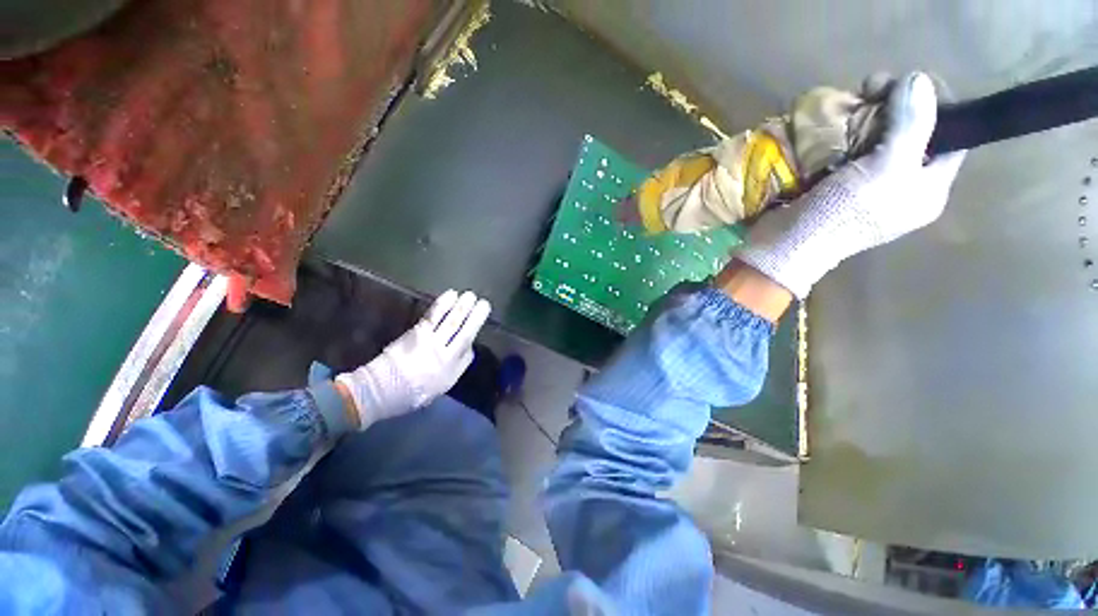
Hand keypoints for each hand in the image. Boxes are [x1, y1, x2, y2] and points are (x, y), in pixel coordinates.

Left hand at [335, 290, 490, 428]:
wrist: (381, 390)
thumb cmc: (414, 392)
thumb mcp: (443, 385)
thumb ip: (458, 366)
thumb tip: (468, 347)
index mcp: (451, 367)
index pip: (468, 343)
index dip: (476, 325)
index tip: (482, 312)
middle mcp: (443, 352)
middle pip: (463, 329)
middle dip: (474, 314)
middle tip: (483, 301)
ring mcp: (429, 341)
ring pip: (450, 320)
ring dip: (461, 306)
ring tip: (469, 295)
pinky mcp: (416, 332)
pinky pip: (433, 316)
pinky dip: (443, 304)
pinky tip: (450, 295)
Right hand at [737, 72, 966, 298]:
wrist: (783, 245)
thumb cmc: (841, 215)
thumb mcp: (887, 170)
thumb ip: (912, 124)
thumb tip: (920, 79)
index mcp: (927, 189)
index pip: (950, 136)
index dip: (938, 103)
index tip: (908, 82)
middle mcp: (901, 184)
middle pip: (912, 132)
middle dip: (894, 105)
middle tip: (869, 88)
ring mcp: (866, 184)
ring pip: (877, 137)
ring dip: (864, 116)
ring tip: (848, 101)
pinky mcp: (834, 184)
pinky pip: (847, 149)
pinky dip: (841, 133)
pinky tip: (831, 124)